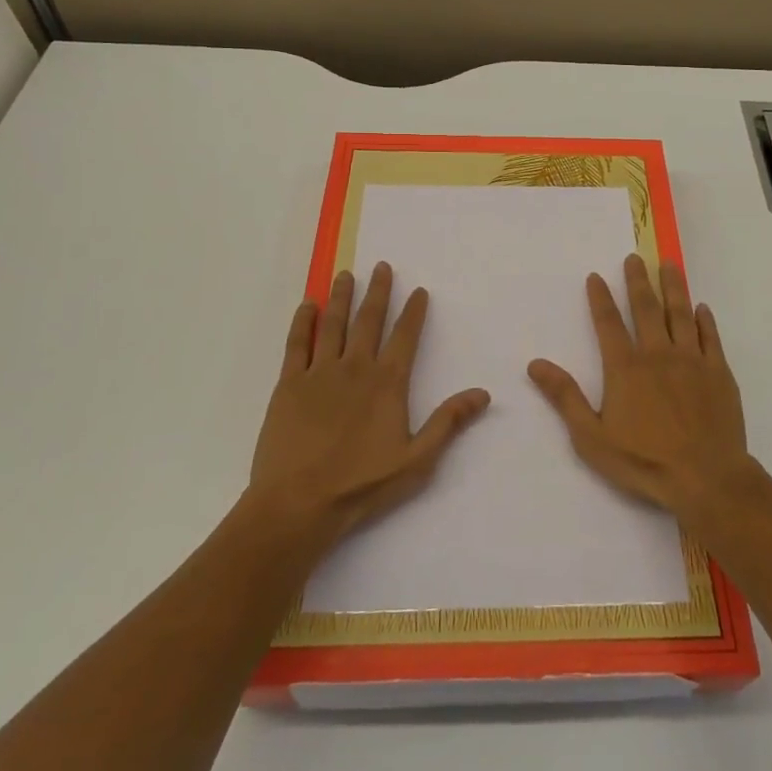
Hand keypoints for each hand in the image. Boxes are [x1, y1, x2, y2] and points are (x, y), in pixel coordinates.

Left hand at [245, 262, 490, 545]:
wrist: (298, 504)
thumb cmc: (361, 485)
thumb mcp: (417, 460)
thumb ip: (448, 423)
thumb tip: (483, 393)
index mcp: (387, 382)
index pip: (405, 337)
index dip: (413, 312)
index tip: (419, 290)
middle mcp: (355, 367)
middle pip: (369, 320)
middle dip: (378, 291)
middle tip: (382, 266)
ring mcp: (319, 373)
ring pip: (332, 324)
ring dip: (340, 297)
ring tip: (345, 275)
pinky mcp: (288, 385)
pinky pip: (297, 344)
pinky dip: (302, 322)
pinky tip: (306, 305)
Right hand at [528, 255, 754, 518]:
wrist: (706, 478)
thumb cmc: (644, 461)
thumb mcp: (592, 436)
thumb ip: (565, 397)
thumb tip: (535, 364)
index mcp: (626, 368)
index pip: (608, 323)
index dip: (600, 298)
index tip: (596, 276)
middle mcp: (658, 354)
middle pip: (646, 308)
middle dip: (638, 281)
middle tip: (635, 258)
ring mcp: (691, 361)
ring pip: (680, 314)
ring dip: (673, 287)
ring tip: (669, 265)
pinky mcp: (719, 373)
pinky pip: (710, 338)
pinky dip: (705, 320)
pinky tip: (702, 308)